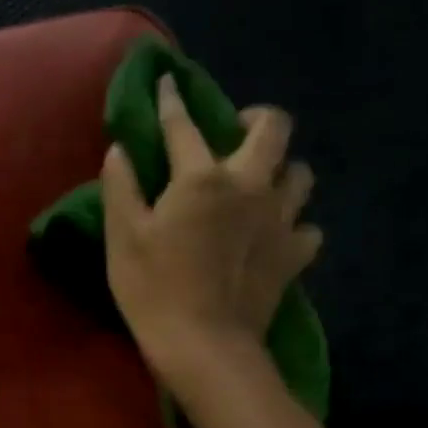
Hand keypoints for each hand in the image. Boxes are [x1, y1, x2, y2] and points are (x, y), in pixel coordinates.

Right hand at [101, 74, 320, 384]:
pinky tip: (274, 234)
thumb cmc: (153, 289)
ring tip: (259, 183)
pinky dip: (293, 224)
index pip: (183, 126)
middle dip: (257, 117)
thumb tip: (119, 150)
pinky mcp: (294, 255)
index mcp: (201, 178)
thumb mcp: (123, 237)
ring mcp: (279, 220)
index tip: (167, 82)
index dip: (172, 101)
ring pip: (300, 174)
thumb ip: (121, 187)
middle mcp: (249, 186)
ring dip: (281, 170)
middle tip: (235, 131)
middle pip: (274, 129)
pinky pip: (307, 226)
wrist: (204, 346)